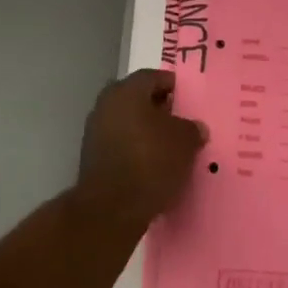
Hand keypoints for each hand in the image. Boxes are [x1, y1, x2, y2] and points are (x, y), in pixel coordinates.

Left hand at [75, 69, 205, 228]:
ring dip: (147, 132)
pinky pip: (121, 145)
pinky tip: (154, 165)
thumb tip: (195, 128)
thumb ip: (192, 129)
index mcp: (127, 90)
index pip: (154, 77)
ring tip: (171, 147)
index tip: (189, 100)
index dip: (173, 86)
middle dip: (160, 110)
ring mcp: (95, 131)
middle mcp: (107, 104)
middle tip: (182, 123)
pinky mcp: (92, 159)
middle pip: (139, 99)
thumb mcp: (185, 141)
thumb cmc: (150, 162)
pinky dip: (136, 150)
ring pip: (129, 123)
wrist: (111, 209)